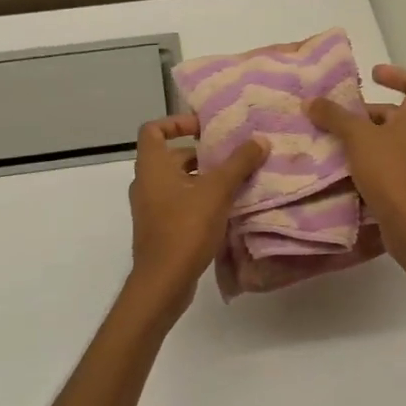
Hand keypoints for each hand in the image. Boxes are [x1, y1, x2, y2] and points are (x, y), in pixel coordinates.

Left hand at [127, 115, 267, 308]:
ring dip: (204, 179)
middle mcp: (146, 183)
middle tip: (232, 156)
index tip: (204, 129)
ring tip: (236, 182)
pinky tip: (226, 209)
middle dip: (202, 154)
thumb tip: (260, 140)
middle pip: (171, 156)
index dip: (177, 123)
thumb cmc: (185, 228)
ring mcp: (150, 208)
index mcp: (152, 166)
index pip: (153, 129)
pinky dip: (199, 200)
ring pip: (178, 182)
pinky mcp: (159, 229)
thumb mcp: (217, 191)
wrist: (163, 282)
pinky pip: (179, 203)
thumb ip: (238, 163)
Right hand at [307, 64, 405, 253]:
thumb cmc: (391, 171)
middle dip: (370, 112)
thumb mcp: (358, 138)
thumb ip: (335, 117)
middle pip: (400, 113)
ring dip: (368, 137)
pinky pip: (391, 163)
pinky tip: (346, 169)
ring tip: (338, 141)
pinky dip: (371, 160)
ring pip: (393, 140)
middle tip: (341, 116)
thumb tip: (312, 100)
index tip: (373, 75)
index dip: (397, 74)